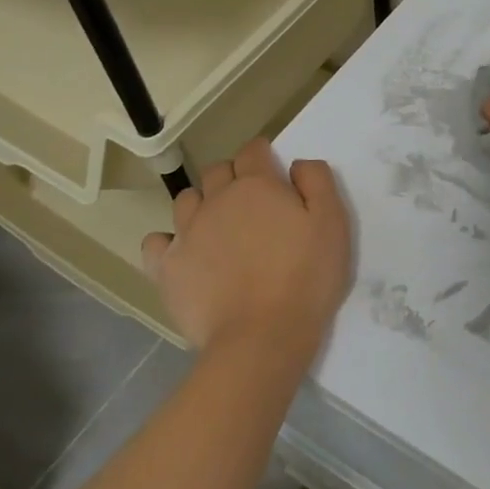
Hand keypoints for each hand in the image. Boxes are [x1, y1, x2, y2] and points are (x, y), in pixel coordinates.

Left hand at [140, 138, 352, 357]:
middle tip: (253, 203)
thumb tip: (297, 164)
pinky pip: (156, 241)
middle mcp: (217, 199)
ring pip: (186, 200)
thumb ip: (317, 182)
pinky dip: (169, 242)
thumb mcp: (333, 223)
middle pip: (217, 170)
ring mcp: (187, 233)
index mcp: (257, 185)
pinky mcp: (167, 268)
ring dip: (202, 204)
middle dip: (233, 177)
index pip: (253, 150)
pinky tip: (185, 254)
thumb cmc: (306, 277)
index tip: (274, 172)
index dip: (263, 155)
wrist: (261, 337)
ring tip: (220, 228)